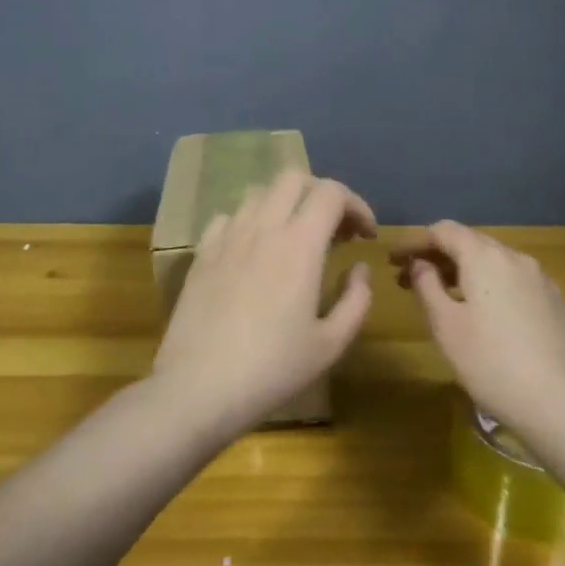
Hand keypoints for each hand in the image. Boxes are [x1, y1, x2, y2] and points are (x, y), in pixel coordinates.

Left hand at [153, 170, 377, 434]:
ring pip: (259, 193)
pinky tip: (255, 251)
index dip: (356, 205)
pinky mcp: (201, 254)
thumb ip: (356, 299)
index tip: (365, 235)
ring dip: (285, 204)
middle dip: (321, 194)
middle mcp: (262, 228)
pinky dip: (250, 222)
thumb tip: (358, 269)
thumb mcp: (331, 344)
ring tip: (296, 238)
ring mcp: (226, 238)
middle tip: (334, 231)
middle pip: (293, 178)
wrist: (199, 387)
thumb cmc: (272, 369)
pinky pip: (229, 217)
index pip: (331, 193)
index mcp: (299, 245)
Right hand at [392, 221, 564, 431]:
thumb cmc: (491, 363)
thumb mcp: (445, 326)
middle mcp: (517, 258)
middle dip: (438, 256)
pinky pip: (514, 281)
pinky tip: (482, 314)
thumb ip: (427, 286)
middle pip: (470, 243)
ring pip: (494, 262)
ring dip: (464, 272)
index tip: (392, 261)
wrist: (562, 405)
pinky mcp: (557, 303)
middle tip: (410, 281)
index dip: (414, 242)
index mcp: (486, 257)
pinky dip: (489, 286)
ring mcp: (542, 280)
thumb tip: (419, 264)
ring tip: (443, 297)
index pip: (443, 230)